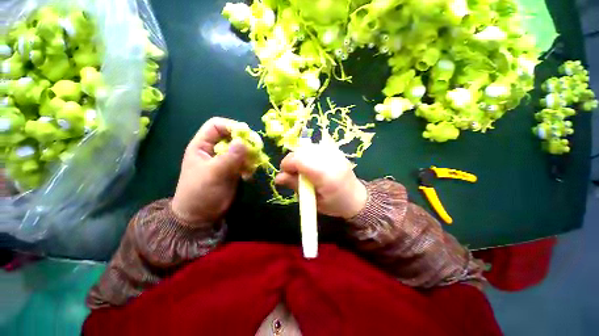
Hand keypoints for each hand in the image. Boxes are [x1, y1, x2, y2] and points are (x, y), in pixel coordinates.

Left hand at [171, 117, 247, 225]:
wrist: (201, 216)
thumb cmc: (200, 193)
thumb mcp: (213, 174)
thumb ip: (228, 158)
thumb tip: (243, 141)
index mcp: (202, 145)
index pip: (216, 125)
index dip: (231, 126)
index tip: (246, 135)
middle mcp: (214, 149)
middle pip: (232, 136)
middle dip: (245, 142)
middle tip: (256, 150)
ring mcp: (225, 159)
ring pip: (241, 149)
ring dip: (249, 156)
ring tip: (251, 167)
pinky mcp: (233, 169)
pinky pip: (245, 161)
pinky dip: (249, 166)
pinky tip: (248, 175)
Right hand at [274, 142, 367, 218]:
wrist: (356, 197)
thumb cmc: (334, 204)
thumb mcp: (313, 201)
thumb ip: (295, 186)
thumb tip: (278, 177)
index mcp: (326, 175)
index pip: (301, 159)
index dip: (288, 164)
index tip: (285, 174)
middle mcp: (331, 159)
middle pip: (303, 150)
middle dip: (292, 160)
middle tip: (294, 173)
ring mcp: (335, 152)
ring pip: (308, 146)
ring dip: (300, 156)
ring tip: (304, 169)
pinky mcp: (335, 150)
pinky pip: (316, 146)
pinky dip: (309, 153)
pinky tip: (312, 163)